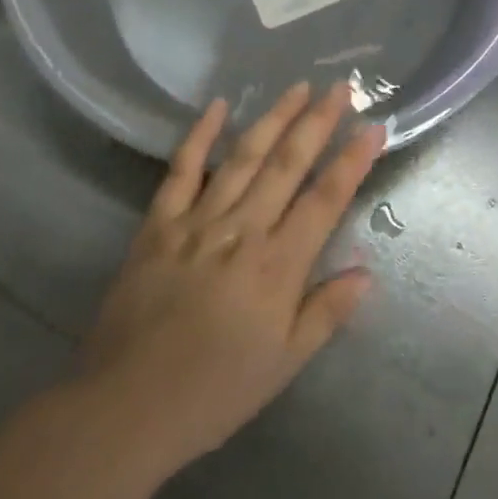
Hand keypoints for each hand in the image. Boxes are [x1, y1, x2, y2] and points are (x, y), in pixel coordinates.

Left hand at [78, 82, 385, 476]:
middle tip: (341, 87)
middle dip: (318, 122)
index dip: (353, 161)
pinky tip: (218, 105)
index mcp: (277, 266)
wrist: (122, 411)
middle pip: (287, 164)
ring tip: (298, 87)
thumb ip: (326, 313)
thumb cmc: (213, 392)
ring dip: (274, 118)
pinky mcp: (158, 225)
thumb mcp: (283, 364)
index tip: (374, 127)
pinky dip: (199, 135)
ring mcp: (197, 223)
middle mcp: (242, 231)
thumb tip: (366, 271)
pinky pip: (181, 170)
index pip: (326, 199)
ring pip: (243, 157)